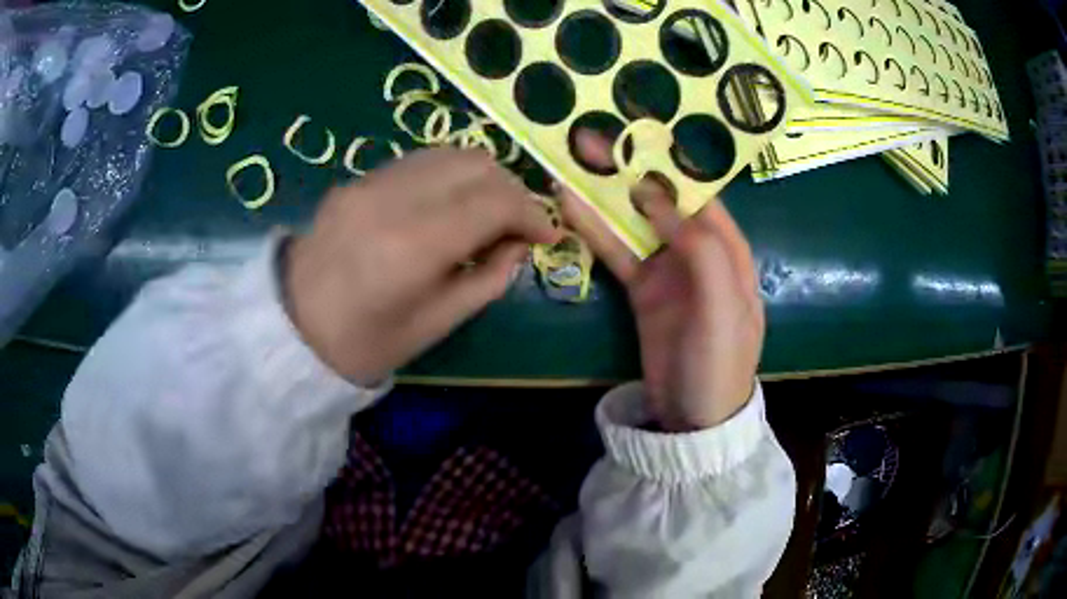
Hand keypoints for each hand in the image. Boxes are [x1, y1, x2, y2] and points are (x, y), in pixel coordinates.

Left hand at [285, 147, 560, 385]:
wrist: (291, 329)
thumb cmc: (365, 344)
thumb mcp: (436, 325)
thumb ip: (488, 280)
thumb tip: (518, 246)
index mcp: (413, 245)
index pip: (494, 201)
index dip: (532, 214)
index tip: (547, 236)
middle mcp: (393, 197)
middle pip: (477, 164)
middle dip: (512, 191)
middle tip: (518, 226)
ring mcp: (370, 181)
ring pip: (450, 153)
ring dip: (482, 178)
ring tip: (488, 213)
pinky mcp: (357, 179)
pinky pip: (420, 161)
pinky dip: (449, 176)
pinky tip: (450, 205)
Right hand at [558, 132, 764, 430]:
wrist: (694, 421)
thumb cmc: (718, 364)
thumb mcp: (722, 310)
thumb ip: (702, 252)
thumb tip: (660, 200)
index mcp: (729, 251)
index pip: (699, 197)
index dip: (667, 167)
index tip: (632, 141)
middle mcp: (699, 253)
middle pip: (662, 203)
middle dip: (629, 172)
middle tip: (591, 140)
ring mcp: (668, 271)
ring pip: (635, 223)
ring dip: (606, 196)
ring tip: (572, 164)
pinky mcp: (644, 290)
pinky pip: (618, 253)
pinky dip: (596, 231)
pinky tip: (571, 207)